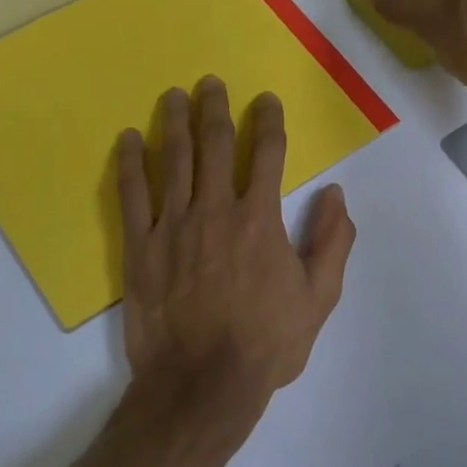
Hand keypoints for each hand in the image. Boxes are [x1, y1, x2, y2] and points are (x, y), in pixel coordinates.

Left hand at [116, 78, 356, 432]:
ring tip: (174, 95)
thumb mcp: (319, 298)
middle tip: (210, 83)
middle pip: (215, 144)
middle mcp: (215, 209)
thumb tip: (336, 193)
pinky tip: (130, 139)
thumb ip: (332, 241)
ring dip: (175, 122)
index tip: (266, 100)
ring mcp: (172, 225)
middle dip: (215, 108)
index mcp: (260, 219)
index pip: (268, 153)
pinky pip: (132, 194)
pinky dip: (131, 162)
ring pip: (173, 160)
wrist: (202, 383)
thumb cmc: (266, 343)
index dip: (269, 120)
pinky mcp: (140, 246)